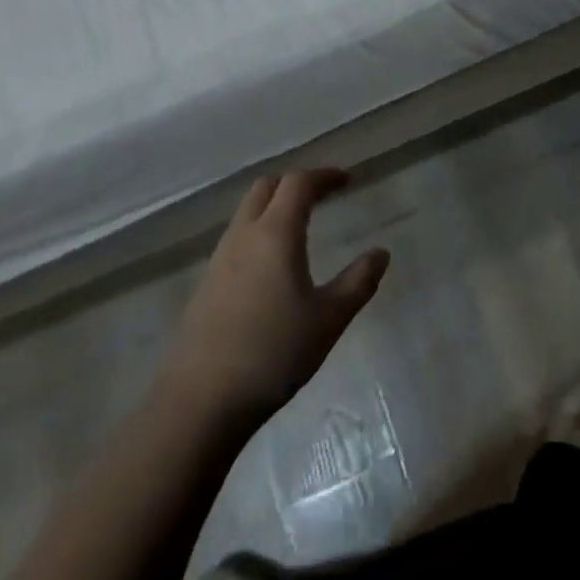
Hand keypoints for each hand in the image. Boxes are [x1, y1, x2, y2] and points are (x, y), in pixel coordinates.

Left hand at [158, 170, 388, 423]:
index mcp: (276, 233)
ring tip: (301, 225)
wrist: (197, 403)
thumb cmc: (272, 353)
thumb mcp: (329, 319)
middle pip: (267, 187)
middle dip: (296, 184)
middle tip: (323, 196)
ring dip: (274, 206)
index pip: (299, 183)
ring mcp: (219, 260)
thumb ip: (359, 282)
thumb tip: (381, 253)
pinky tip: (273, 264)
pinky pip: (237, 238)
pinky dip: (259, 231)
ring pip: (247, 212)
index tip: (347, 180)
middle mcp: (244, 236)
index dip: (325, 176)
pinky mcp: (206, 285)